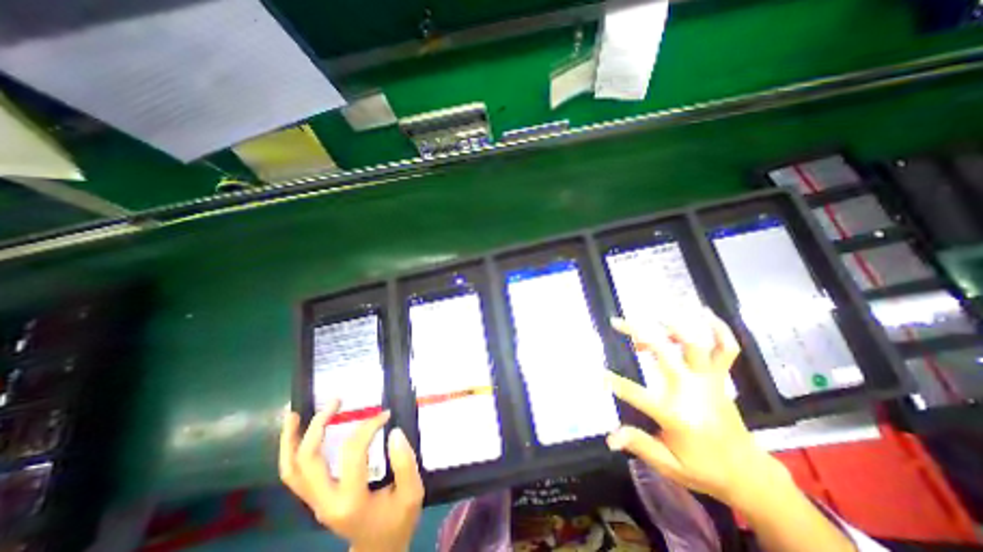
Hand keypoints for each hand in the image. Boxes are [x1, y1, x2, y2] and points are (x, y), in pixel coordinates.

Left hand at [281, 402, 427, 550]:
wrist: (379, 549)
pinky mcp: (315, 499)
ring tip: (294, 414)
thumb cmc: (397, 520)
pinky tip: (297, 434)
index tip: (385, 414)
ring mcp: (315, 502)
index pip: (353, 453)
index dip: (368, 427)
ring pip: (291, 470)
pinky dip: (292, 452)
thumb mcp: (412, 493)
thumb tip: (394, 431)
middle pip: (309, 460)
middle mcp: (325, 502)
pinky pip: (295, 475)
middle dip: (319, 426)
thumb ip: (405, 462)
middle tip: (335, 401)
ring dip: (291, 440)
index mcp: (351, 500)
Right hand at [608, 307, 788, 506]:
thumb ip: (639, 444)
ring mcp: (709, 381)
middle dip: (637, 333)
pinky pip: (726, 349)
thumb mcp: (668, 464)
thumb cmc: (703, 469)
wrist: (748, 473)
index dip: (615, 382)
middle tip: (617, 322)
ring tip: (654, 312)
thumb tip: (610, 439)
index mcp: (676, 414)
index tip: (597, 372)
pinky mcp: (721, 378)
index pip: (637, 394)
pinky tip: (705, 312)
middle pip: (662, 353)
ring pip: (694, 344)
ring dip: (674, 324)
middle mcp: (692, 391)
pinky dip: (719, 329)